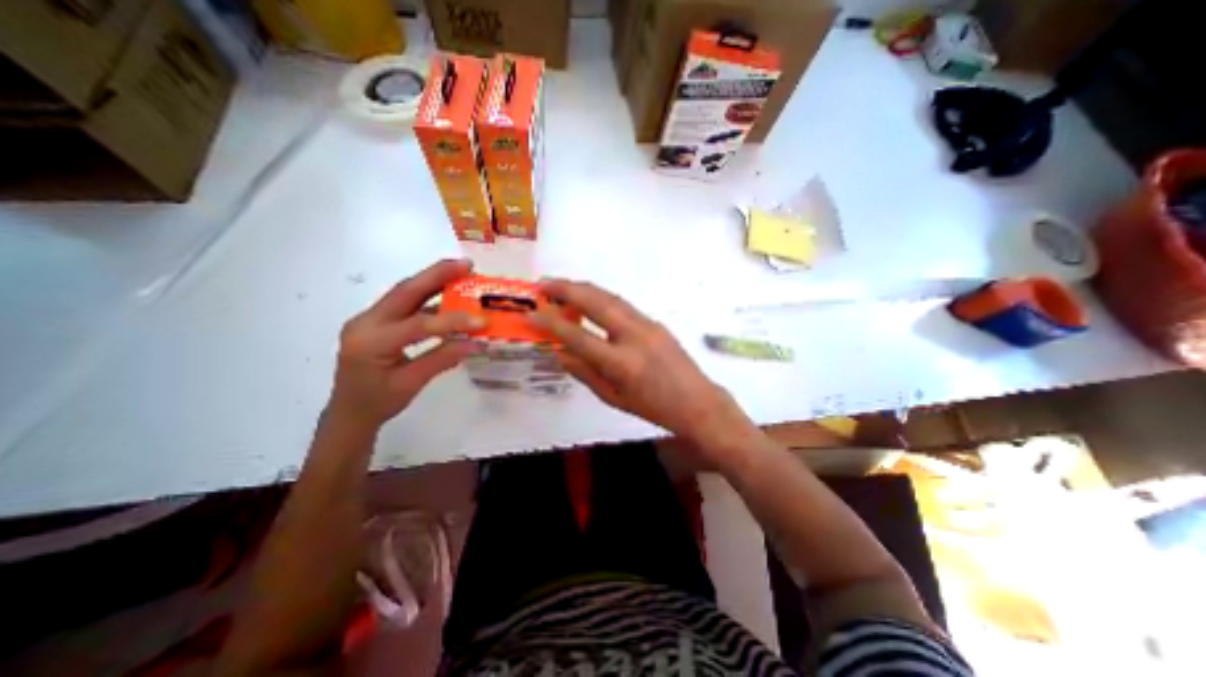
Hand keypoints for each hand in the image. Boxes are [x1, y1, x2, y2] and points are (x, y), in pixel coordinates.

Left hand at [328, 260, 483, 429]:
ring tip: (461, 271)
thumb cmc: (378, 403)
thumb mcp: (411, 384)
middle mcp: (365, 322)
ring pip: (404, 293)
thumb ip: (442, 359)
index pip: (417, 325)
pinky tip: (447, 293)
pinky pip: (404, 303)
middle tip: (466, 265)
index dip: (452, 321)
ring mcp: (369, 319)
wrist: (349, 411)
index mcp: (371, 342)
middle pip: (405, 291)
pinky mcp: (377, 320)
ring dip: (433, 280)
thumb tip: (476, 343)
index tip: (481, 320)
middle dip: (437, 275)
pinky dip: (428, 295)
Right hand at [531, 278, 756, 467]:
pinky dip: (602, 297)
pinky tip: (590, 299)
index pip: (578, 337)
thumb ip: (585, 373)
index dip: (551, 324)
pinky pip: (623, 305)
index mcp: (621, 363)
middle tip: (543, 284)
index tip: (531, 314)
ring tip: (562, 286)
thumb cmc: (653, 408)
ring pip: (610, 297)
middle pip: (595, 303)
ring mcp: (647, 325)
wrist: (696, 402)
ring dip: (584, 288)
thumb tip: (560, 353)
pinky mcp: (655, 322)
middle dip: (566, 289)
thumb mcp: (614, 398)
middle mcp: (634, 337)